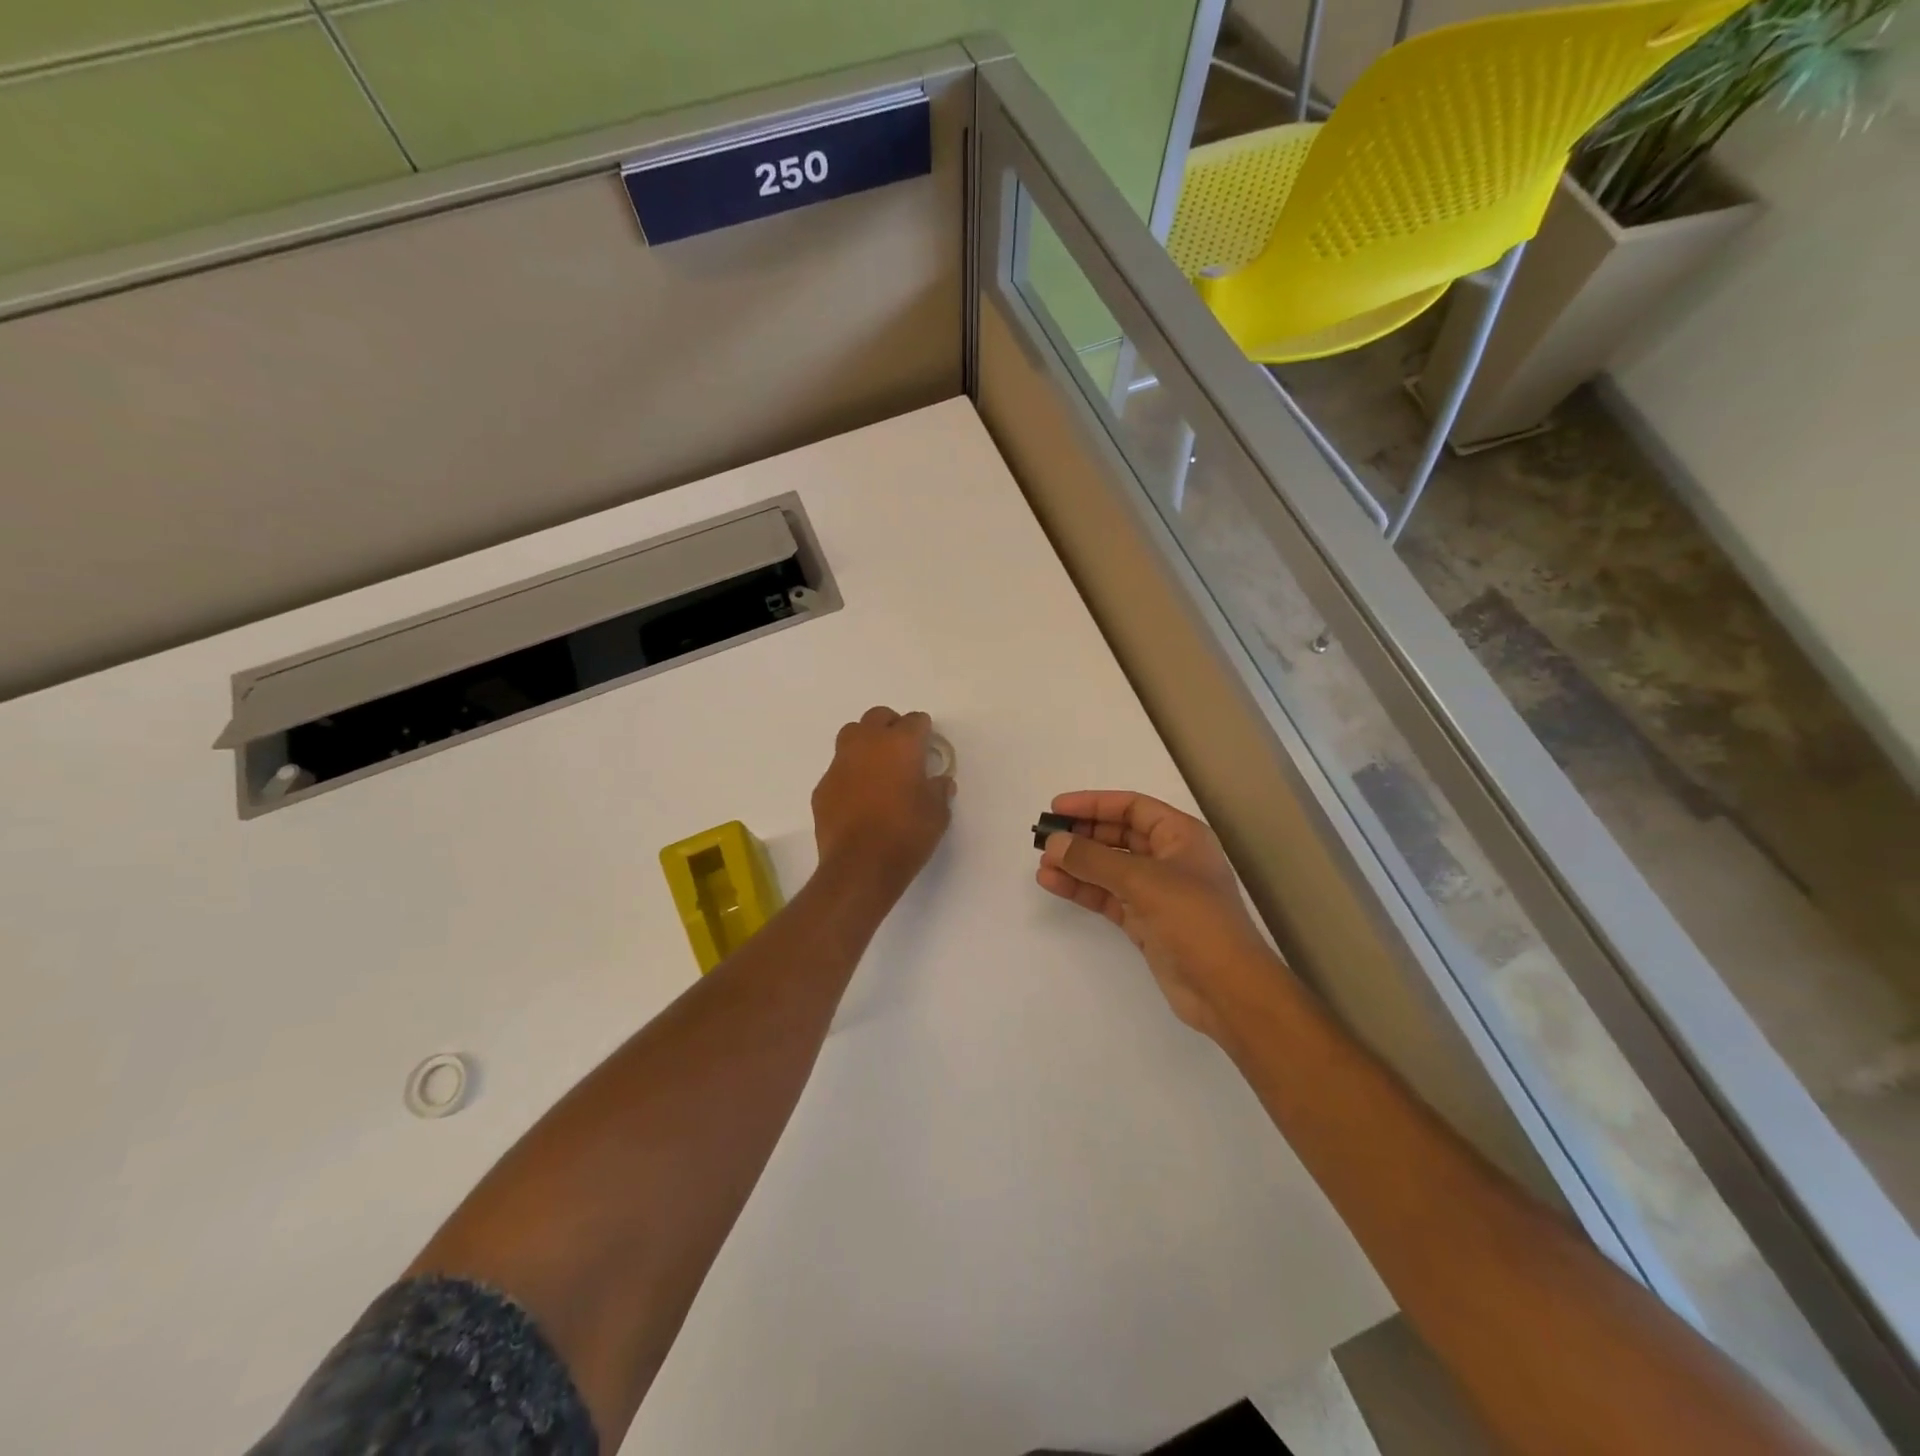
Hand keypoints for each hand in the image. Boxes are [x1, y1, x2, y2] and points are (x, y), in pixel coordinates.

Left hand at [812, 707, 954, 897]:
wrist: (859, 866)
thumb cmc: (906, 835)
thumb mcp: (937, 814)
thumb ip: (938, 790)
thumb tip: (939, 782)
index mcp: (901, 744)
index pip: (916, 720)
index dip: (924, 732)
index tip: (928, 749)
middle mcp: (868, 744)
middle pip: (878, 717)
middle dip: (892, 727)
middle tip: (903, 750)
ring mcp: (840, 763)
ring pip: (851, 734)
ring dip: (866, 743)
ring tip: (877, 767)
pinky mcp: (823, 786)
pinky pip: (838, 768)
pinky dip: (850, 773)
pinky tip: (858, 797)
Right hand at [1036, 790, 1285, 1041]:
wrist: (1226, 989)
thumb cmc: (1194, 920)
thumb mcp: (1143, 881)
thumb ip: (1094, 860)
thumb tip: (1054, 843)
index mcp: (1181, 835)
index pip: (1132, 807)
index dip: (1094, 804)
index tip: (1057, 808)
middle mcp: (1169, 858)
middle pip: (1118, 835)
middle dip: (1082, 835)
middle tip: (1044, 838)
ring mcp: (1157, 892)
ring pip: (1109, 868)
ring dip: (1077, 864)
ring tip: (1042, 864)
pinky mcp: (1145, 921)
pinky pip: (1107, 896)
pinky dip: (1082, 889)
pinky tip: (1054, 884)